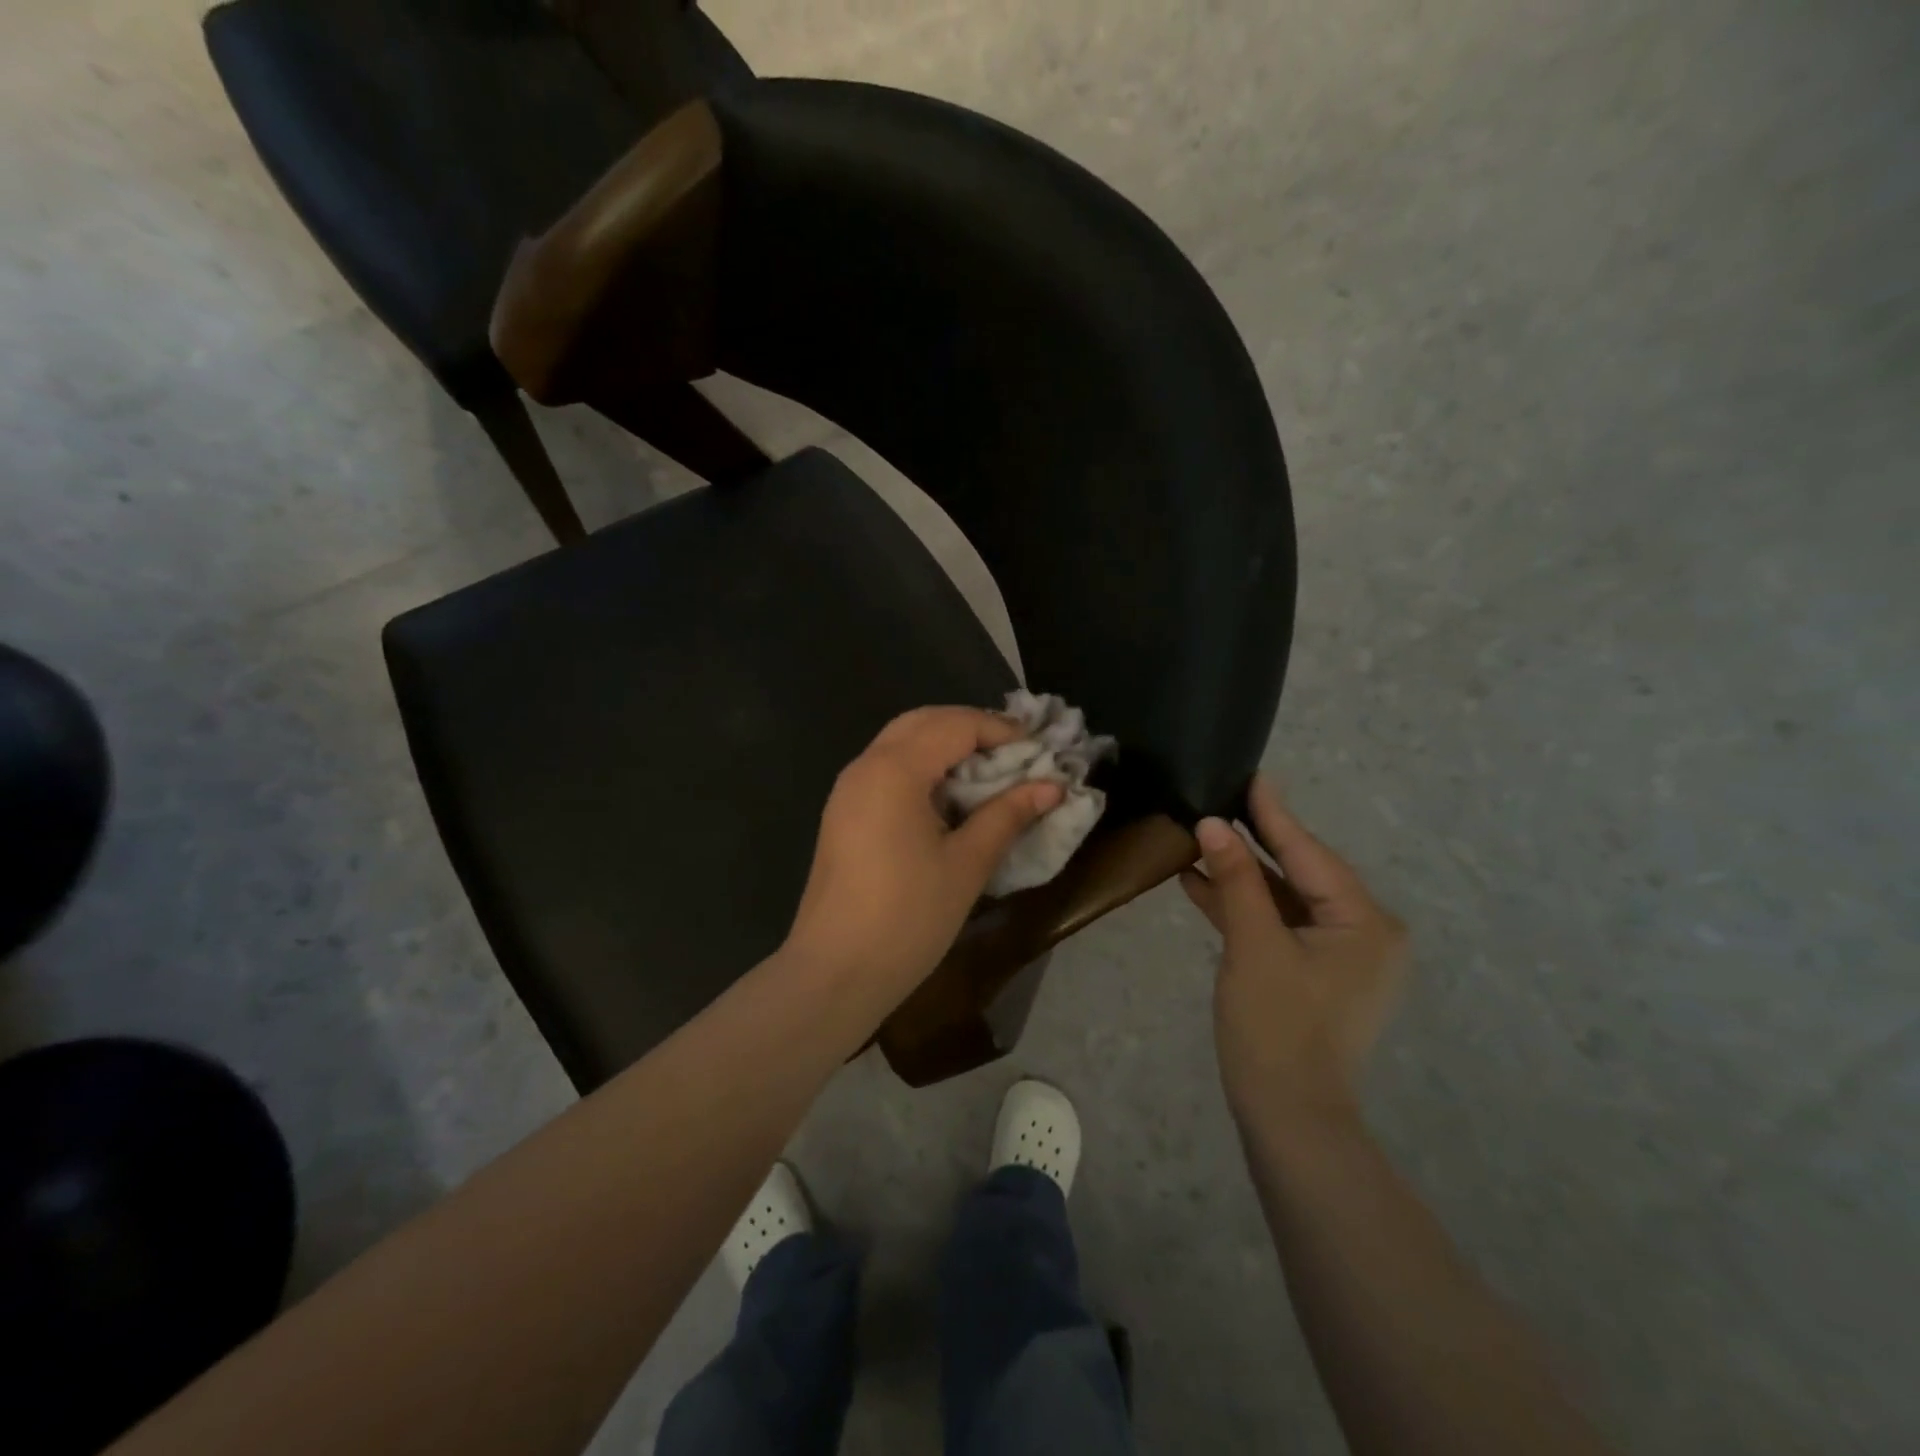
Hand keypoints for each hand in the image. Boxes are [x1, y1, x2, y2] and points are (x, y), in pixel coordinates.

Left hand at [785, 707, 1062, 998]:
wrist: (835, 972)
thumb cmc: (908, 917)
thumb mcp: (967, 864)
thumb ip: (1008, 815)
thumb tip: (1052, 785)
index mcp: (894, 770)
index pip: (954, 725)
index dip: (1000, 731)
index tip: (1039, 752)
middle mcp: (865, 766)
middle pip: (923, 722)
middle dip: (971, 728)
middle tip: (1014, 755)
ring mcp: (848, 789)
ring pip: (901, 742)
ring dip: (946, 746)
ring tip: (988, 773)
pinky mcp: (843, 813)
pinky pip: (887, 768)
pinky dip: (923, 767)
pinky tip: (949, 797)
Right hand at [1181, 777, 1407, 1123]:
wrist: (1287, 1118)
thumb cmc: (1276, 1027)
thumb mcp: (1253, 945)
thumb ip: (1236, 880)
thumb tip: (1212, 824)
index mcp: (1365, 922)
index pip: (1309, 854)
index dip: (1273, 815)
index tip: (1250, 775)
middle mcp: (1362, 933)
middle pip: (1299, 873)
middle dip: (1253, 841)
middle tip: (1219, 798)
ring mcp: (1338, 956)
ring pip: (1284, 900)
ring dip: (1240, 875)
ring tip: (1197, 838)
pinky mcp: (1311, 973)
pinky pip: (1277, 926)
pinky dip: (1242, 908)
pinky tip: (1199, 884)